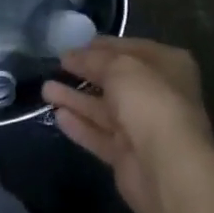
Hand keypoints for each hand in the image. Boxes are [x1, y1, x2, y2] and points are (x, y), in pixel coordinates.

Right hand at [43, 37, 213, 212]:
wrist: (167, 168)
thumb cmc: (149, 102)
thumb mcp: (119, 67)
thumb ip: (93, 59)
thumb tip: (71, 56)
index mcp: (168, 65)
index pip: (130, 48)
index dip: (100, 46)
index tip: (71, 45)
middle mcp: (158, 94)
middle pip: (115, 80)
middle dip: (85, 72)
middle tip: (56, 65)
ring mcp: (143, 127)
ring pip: (104, 109)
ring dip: (75, 98)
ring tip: (45, 89)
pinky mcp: (127, 155)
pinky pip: (99, 134)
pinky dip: (80, 125)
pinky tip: (57, 115)